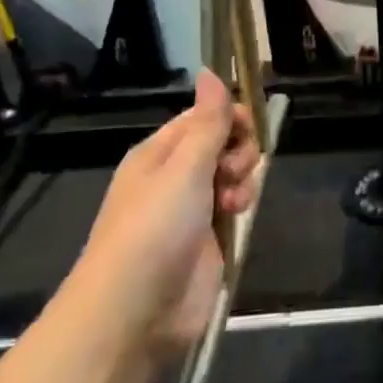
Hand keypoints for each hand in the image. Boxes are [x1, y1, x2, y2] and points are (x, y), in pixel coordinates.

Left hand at [72, 70, 259, 356]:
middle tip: (233, 170)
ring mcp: (192, 208)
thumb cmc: (154, 228)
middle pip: (224, 143)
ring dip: (243, 178)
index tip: (247, 127)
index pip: (204, 116)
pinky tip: (238, 214)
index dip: (230, 116)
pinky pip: (235, 205)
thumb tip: (210, 70)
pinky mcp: (209, 239)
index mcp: (160, 153)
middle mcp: (175, 176)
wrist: (134, 312)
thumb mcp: (184, 166)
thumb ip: (208, 121)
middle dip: (240, 151)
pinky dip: (242, 204)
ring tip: (233, 200)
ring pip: (234, 173)